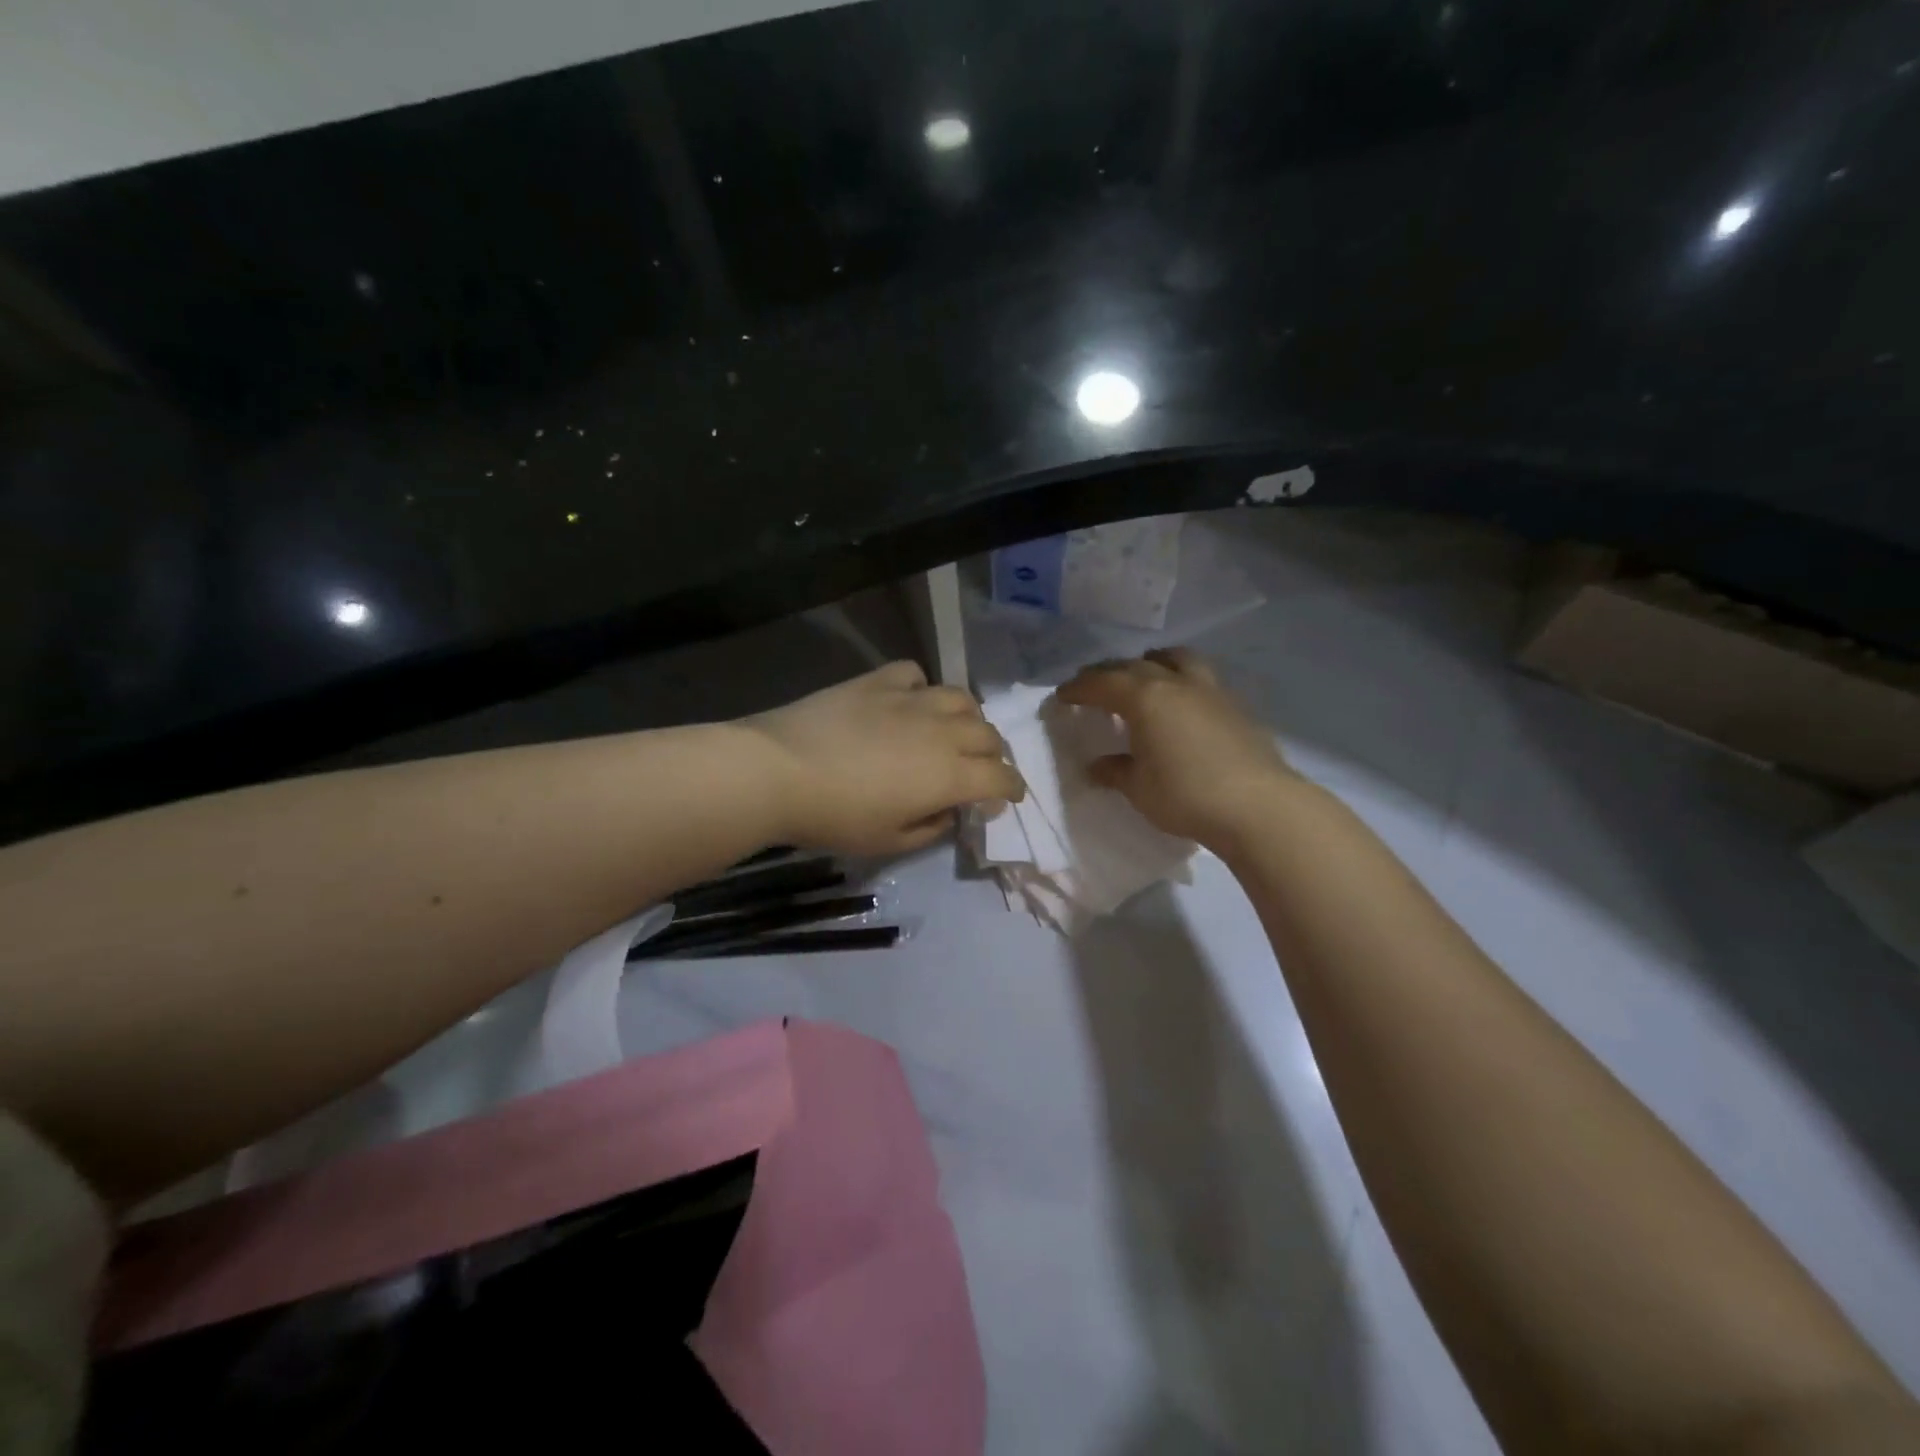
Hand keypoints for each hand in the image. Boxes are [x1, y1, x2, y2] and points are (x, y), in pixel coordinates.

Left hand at [744, 661, 1024, 855]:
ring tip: (954, 730)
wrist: (779, 770)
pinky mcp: (879, 681)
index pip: (1001, 777)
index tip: (1008, 797)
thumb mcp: (888, 841)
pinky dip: (922, 688)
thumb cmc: (835, 817)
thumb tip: (946, 810)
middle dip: (993, 755)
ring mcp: (911, 700)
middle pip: (989, 735)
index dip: (1012, 788)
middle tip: (979, 769)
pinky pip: (916, 674)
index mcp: (950, 775)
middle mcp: (942, 732)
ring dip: (968, 718)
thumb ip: (930, 828)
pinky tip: (910, 701)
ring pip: (961, 698)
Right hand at [1055, 648, 1297, 846]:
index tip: (1062, 697)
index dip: (1078, 688)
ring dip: (1152, 662)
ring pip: (1175, 658)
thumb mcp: (1138, 788)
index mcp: (1145, 698)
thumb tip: (1097, 766)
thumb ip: (1115, 771)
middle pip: (1134, 665)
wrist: (1258, 805)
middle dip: (1108, 673)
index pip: (1102, 683)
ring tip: (1143, 675)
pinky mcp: (1235, 705)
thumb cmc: (1186, 795)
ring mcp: (1210, 690)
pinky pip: (1200, 677)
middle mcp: (1175, 683)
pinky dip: (1180, 679)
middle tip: (1092, 686)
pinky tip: (1180, 702)